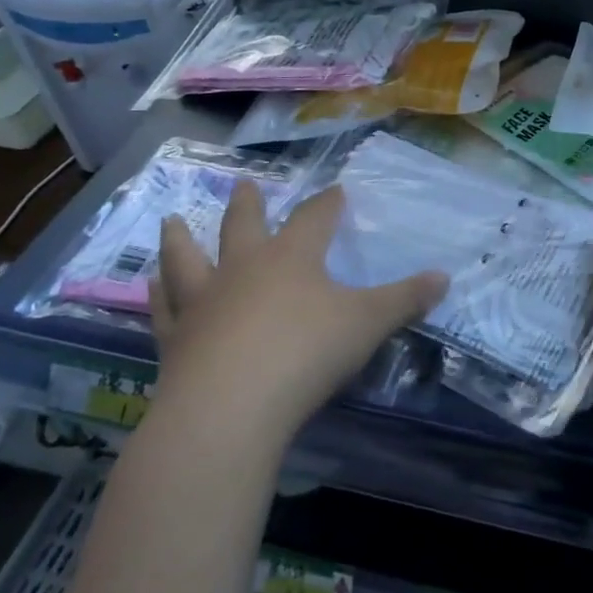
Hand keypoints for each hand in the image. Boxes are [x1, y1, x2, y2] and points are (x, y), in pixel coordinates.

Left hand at [149, 182, 445, 437]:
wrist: (230, 407)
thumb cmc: (306, 353)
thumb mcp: (368, 324)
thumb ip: (405, 299)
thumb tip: (444, 276)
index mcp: (292, 257)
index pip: (315, 218)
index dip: (328, 204)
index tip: (337, 191)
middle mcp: (244, 268)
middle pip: (244, 226)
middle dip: (248, 204)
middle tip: (243, 184)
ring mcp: (204, 302)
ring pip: (188, 259)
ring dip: (181, 239)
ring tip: (171, 221)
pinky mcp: (176, 340)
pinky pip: (163, 309)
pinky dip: (157, 294)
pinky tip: (148, 284)